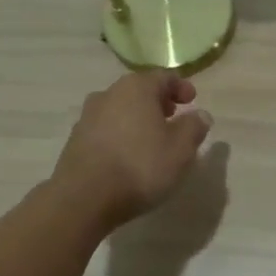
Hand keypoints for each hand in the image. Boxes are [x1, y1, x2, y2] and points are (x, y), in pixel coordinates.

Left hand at [53, 71, 212, 231]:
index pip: (164, 77)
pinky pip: (106, 129)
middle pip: (139, 91)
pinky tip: (129, 155)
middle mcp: (109, 94)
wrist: (84, 198)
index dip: (182, 87)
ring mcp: (88, 116)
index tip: (193, 102)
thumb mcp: (181, 148)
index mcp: (137, 88)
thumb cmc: (140, 166)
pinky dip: (121, 135)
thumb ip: (194, 127)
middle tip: (174, 118)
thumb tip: (200, 114)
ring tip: (152, 140)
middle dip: (159, 102)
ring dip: (138, 119)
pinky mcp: (75, 140)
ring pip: (121, 109)